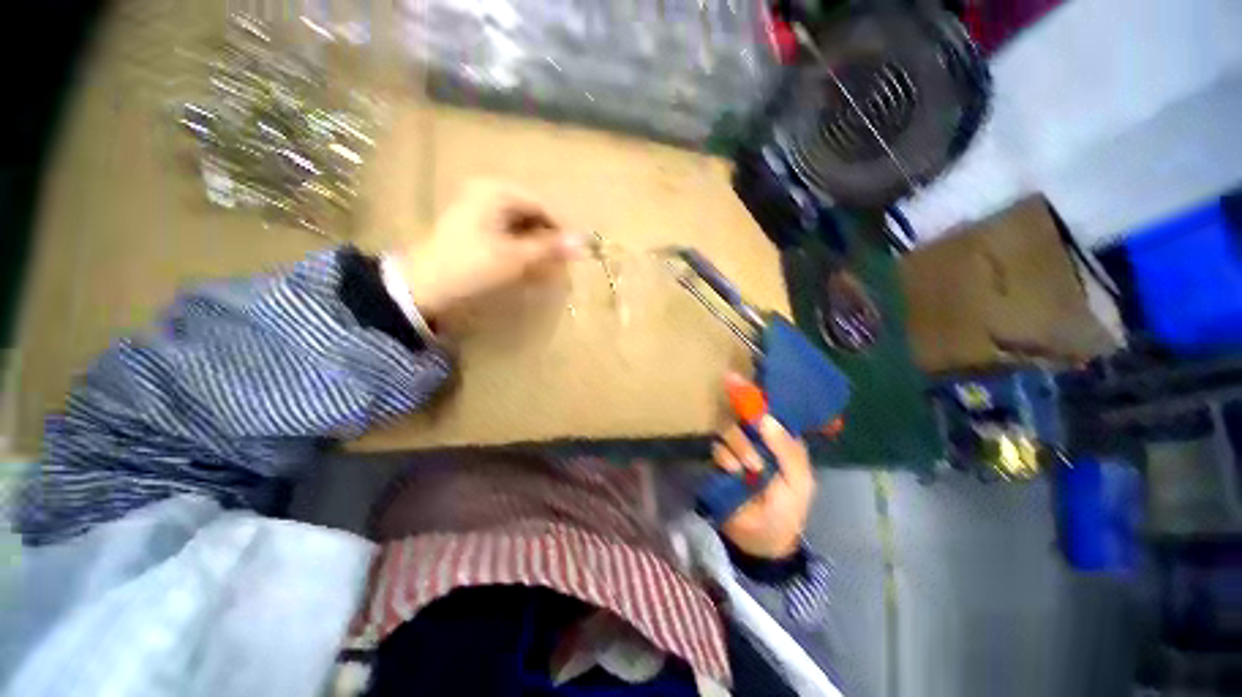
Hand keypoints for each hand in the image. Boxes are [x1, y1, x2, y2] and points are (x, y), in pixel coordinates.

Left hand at [391, 180, 579, 316]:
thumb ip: (550, 248)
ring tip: (549, 266)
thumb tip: (584, 243)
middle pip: (533, 214)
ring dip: (538, 245)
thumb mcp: (515, 257)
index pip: (543, 205)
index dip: (563, 228)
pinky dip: (523, 248)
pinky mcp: (477, 227)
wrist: (423, 286)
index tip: (581, 249)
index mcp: (497, 191)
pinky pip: (510, 233)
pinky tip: (529, 264)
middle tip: (564, 261)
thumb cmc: (470, 266)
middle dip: (550, 238)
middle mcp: (489, 193)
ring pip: (523, 225)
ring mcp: (481, 209)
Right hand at [712, 377, 815, 558]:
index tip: (742, 384)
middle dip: (747, 431)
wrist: (760, 540)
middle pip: (745, 417)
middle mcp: (758, 439)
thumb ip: (787, 450)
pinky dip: (724, 457)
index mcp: (781, 441)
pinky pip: (717, 447)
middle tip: (753, 453)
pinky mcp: (720, 460)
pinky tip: (732, 472)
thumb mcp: (799, 482)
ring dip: (738, 447)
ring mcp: (737, 449)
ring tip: (746, 470)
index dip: (759, 400)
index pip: (770, 411)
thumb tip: (765, 417)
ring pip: (729, 429)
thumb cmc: (787, 510)